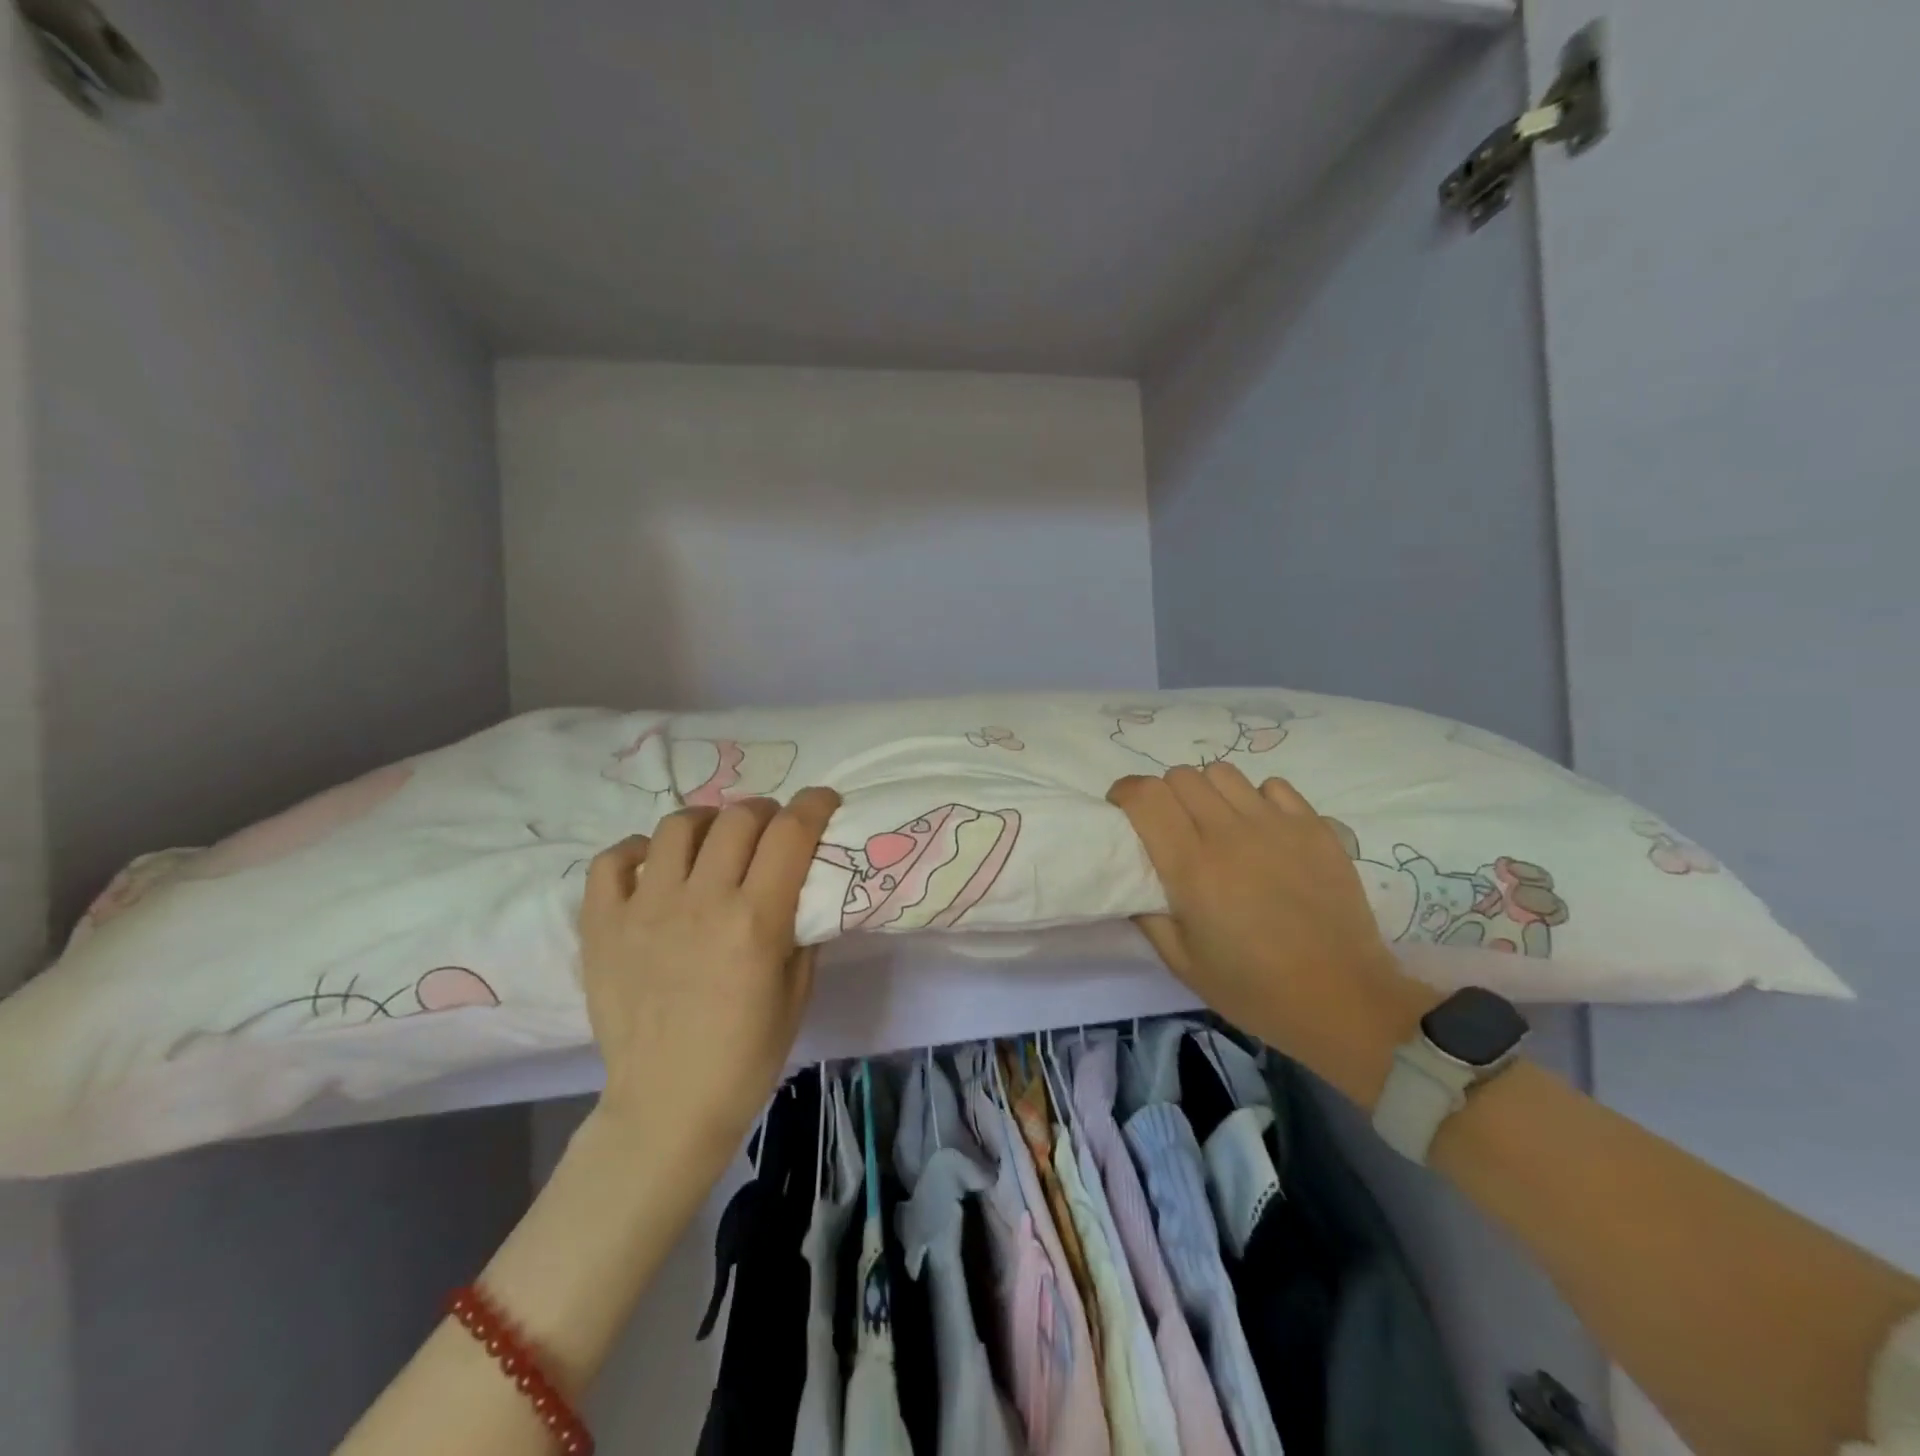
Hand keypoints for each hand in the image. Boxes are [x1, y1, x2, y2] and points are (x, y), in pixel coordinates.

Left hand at [577, 788, 840, 1163]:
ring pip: (678, 826)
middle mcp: (702, 901)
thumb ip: (802, 929)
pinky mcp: (603, 925)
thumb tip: (803, 887)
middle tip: (771, 829)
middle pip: (739, 818)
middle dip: (766, 812)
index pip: (791, 833)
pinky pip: (613, 860)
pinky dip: (638, 851)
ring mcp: (645, 909)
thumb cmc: (745, 1056)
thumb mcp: (797, 992)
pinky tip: (655, 868)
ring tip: (715, 841)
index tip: (824, 801)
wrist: (667, 1106)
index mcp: (756, 920)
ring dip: (708, 822)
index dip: (814, 805)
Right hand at [1108, 764, 1431, 1083]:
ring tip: (1215, 823)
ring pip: (1224, 773)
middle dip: (1164, 794)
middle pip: (1181, 776)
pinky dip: (1256, 799)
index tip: (1121, 811)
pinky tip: (1261, 831)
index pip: (1146, 796)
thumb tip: (1131, 884)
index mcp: (1191, 866)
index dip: (1125, 793)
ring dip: (1208, 792)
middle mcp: (1230, 833)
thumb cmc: (1254, 988)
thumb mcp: (1182, 963)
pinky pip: (1273, 787)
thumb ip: (1147, 916)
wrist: (1343, 1000)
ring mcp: (1277, 825)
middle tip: (1170, 826)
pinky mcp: (1316, 827)